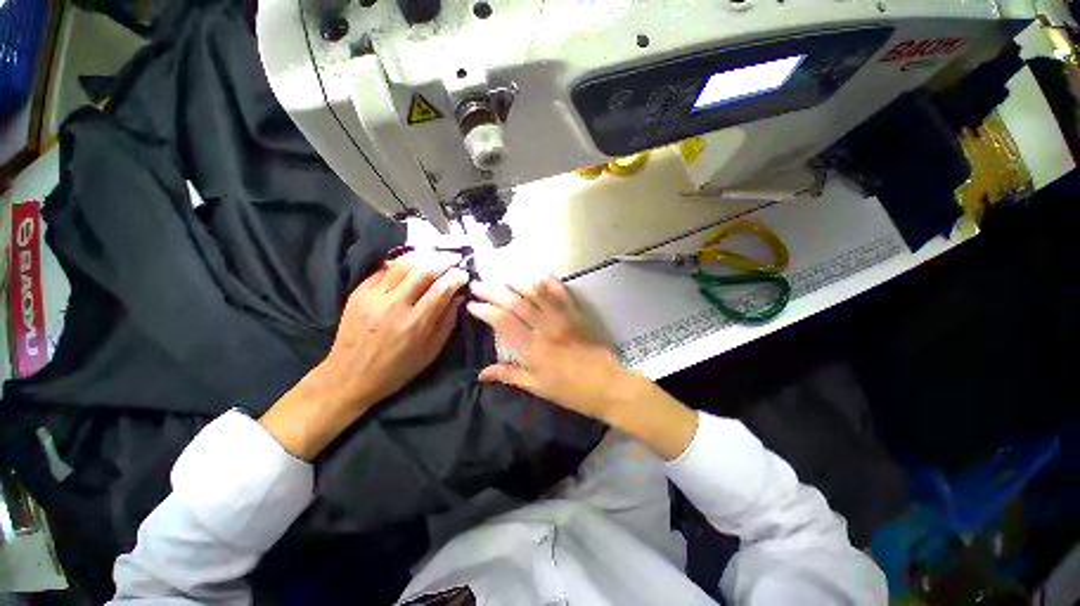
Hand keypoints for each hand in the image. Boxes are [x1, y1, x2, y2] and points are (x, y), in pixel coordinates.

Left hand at [261, 252, 467, 459]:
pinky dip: (400, 262)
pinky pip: (382, 269)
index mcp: (416, 323)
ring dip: (423, 256)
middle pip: (423, 271)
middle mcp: (395, 305)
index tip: (464, 274)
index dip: (456, 277)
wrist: (350, 376)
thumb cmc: (397, 368)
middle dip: (443, 260)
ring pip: (402, 264)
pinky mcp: (358, 293)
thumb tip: (459, 296)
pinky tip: (411, 262)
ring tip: (435, 254)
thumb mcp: (431, 351)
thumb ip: (447, 321)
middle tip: (454, 257)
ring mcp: (374, 296)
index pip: (441, 289)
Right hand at [467, 275, 625, 420]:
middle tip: (478, 284)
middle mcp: (545, 327)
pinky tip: (537, 273)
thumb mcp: (537, 387)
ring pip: (536, 292)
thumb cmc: (570, 391)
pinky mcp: (576, 313)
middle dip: (493, 291)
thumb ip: (509, 375)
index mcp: (533, 348)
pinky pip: (561, 291)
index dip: (485, 311)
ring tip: (502, 278)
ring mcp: (562, 317)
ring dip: (517, 282)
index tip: (472, 305)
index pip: (503, 322)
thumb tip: (481, 373)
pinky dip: (548, 280)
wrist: (607, 385)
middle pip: (515, 302)